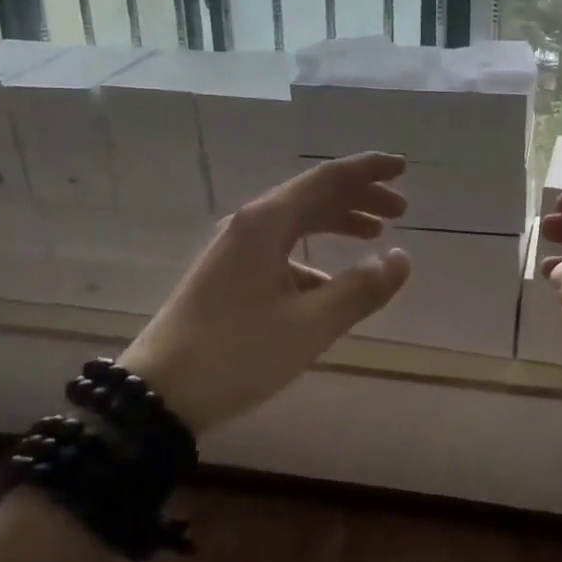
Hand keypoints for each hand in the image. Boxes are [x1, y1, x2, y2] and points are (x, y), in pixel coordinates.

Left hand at [121, 154, 411, 432]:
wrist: (158, 393)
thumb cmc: (238, 352)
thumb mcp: (310, 325)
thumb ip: (361, 289)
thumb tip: (401, 258)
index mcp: (267, 223)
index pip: (327, 179)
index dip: (368, 170)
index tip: (403, 167)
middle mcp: (250, 226)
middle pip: (313, 196)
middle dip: (359, 198)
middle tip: (401, 209)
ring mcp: (235, 251)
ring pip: (297, 223)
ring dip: (337, 223)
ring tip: (375, 235)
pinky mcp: (228, 276)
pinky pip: (281, 251)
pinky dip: (314, 257)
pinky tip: (331, 285)